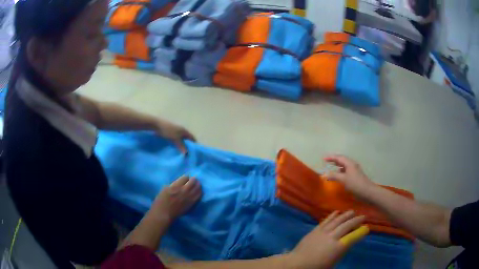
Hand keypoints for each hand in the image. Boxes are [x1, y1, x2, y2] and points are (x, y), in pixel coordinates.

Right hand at [150, 176, 201, 222]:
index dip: (186, 177)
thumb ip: (174, 184)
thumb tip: (181, 182)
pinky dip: (200, 192)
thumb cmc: (161, 201)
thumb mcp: (165, 188)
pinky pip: (199, 196)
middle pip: (193, 181)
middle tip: (193, 180)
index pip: (185, 177)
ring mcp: (189, 198)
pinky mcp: (192, 204)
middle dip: (193, 179)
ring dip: (198, 185)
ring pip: (198, 188)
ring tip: (197, 184)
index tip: (186, 179)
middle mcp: (184, 191)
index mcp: (176, 186)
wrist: (164, 213)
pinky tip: (199, 191)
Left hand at [155, 121, 195, 152]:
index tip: (194, 152)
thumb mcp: (175, 138)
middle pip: (187, 139)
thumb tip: (187, 153)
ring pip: (181, 140)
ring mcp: (176, 132)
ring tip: (181, 153)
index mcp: (184, 131)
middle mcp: (181, 131)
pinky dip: (176, 144)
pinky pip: (176, 140)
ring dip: (181, 146)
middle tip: (188, 154)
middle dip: (188, 146)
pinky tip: (175, 149)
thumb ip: (181, 145)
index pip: (192, 138)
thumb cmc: (168, 130)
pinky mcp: (170, 134)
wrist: (157, 125)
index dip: (194, 144)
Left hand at [289, 211, 365, 268]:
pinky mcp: (315, 230)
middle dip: (356, 220)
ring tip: (352, 211)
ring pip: (337, 221)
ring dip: (346, 215)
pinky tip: (337, 212)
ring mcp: (323, 232)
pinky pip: (326, 221)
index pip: (352, 237)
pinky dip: (332, 215)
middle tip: (363, 216)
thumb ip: (341, 251)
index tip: (367, 227)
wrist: (297, 263)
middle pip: (346, 226)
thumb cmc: (316, 267)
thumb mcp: (332, 262)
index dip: (360, 232)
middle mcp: (332, 237)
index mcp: (338, 248)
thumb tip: (348, 243)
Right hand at [323, 155, 375, 199]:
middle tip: (326, 161)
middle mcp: (352, 164)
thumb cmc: (355, 184)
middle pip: (342, 159)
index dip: (331, 157)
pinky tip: (338, 175)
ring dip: (338, 165)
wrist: (367, 191)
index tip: (323, 158)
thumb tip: (325, 174)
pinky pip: (346, 170)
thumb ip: (334, 176)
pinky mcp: (355, 175)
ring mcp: (354, 170)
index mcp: (349, 163)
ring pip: (344, 165)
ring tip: (331, 167)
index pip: (339, 157)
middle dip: (334, 160)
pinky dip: (341, 171)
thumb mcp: (343, 180)